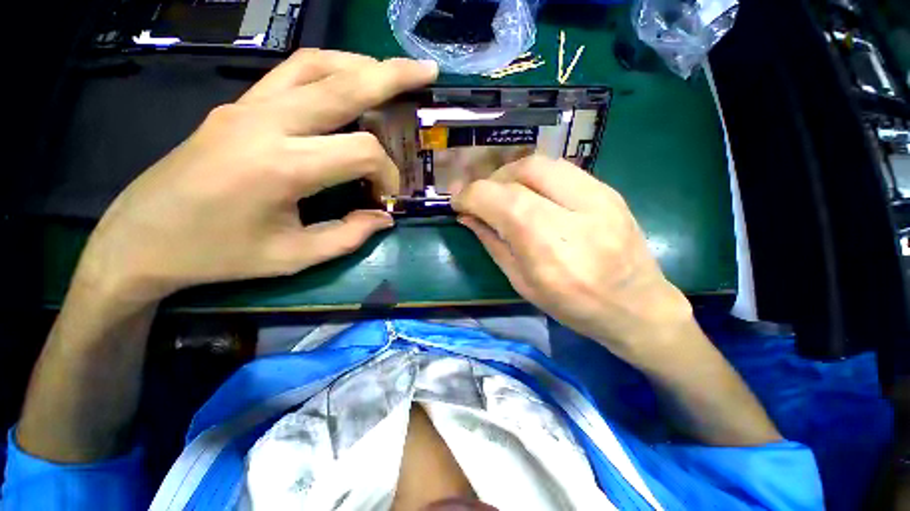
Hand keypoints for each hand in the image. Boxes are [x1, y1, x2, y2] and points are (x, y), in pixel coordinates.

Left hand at [75, 50, 437, 304]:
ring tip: (391, 74)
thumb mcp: (293, 257)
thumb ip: (349, 236)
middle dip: (393, 76)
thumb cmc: (217, 255)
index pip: (360, 152)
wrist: (141, 239)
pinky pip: (291, 73)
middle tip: (426, 71)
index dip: (386, 174)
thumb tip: (384, 218)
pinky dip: (328, 70)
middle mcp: (265, 122)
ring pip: (315, 65)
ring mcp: (246, 106)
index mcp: (281, 166)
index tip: (386, 198)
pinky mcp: (236, 105)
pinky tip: (346, 83)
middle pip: (343, 84)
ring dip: (360, 65)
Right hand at [453, 156, 693, 361]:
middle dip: (493, 180)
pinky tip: (532, 194)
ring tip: (505, 194)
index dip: (472, 195)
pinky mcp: (610, 191)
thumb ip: (493, 243)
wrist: (638, 307)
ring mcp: (600, 198)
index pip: (503, 201)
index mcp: (550, 249)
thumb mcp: (522, 283)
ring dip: (513, 174)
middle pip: (524, 171)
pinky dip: (536, 177)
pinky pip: (561, 169)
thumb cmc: (574, 306)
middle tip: (483, 198)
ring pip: (543, 163)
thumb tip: (467, 216)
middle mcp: (577, 215)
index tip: (457, 201)